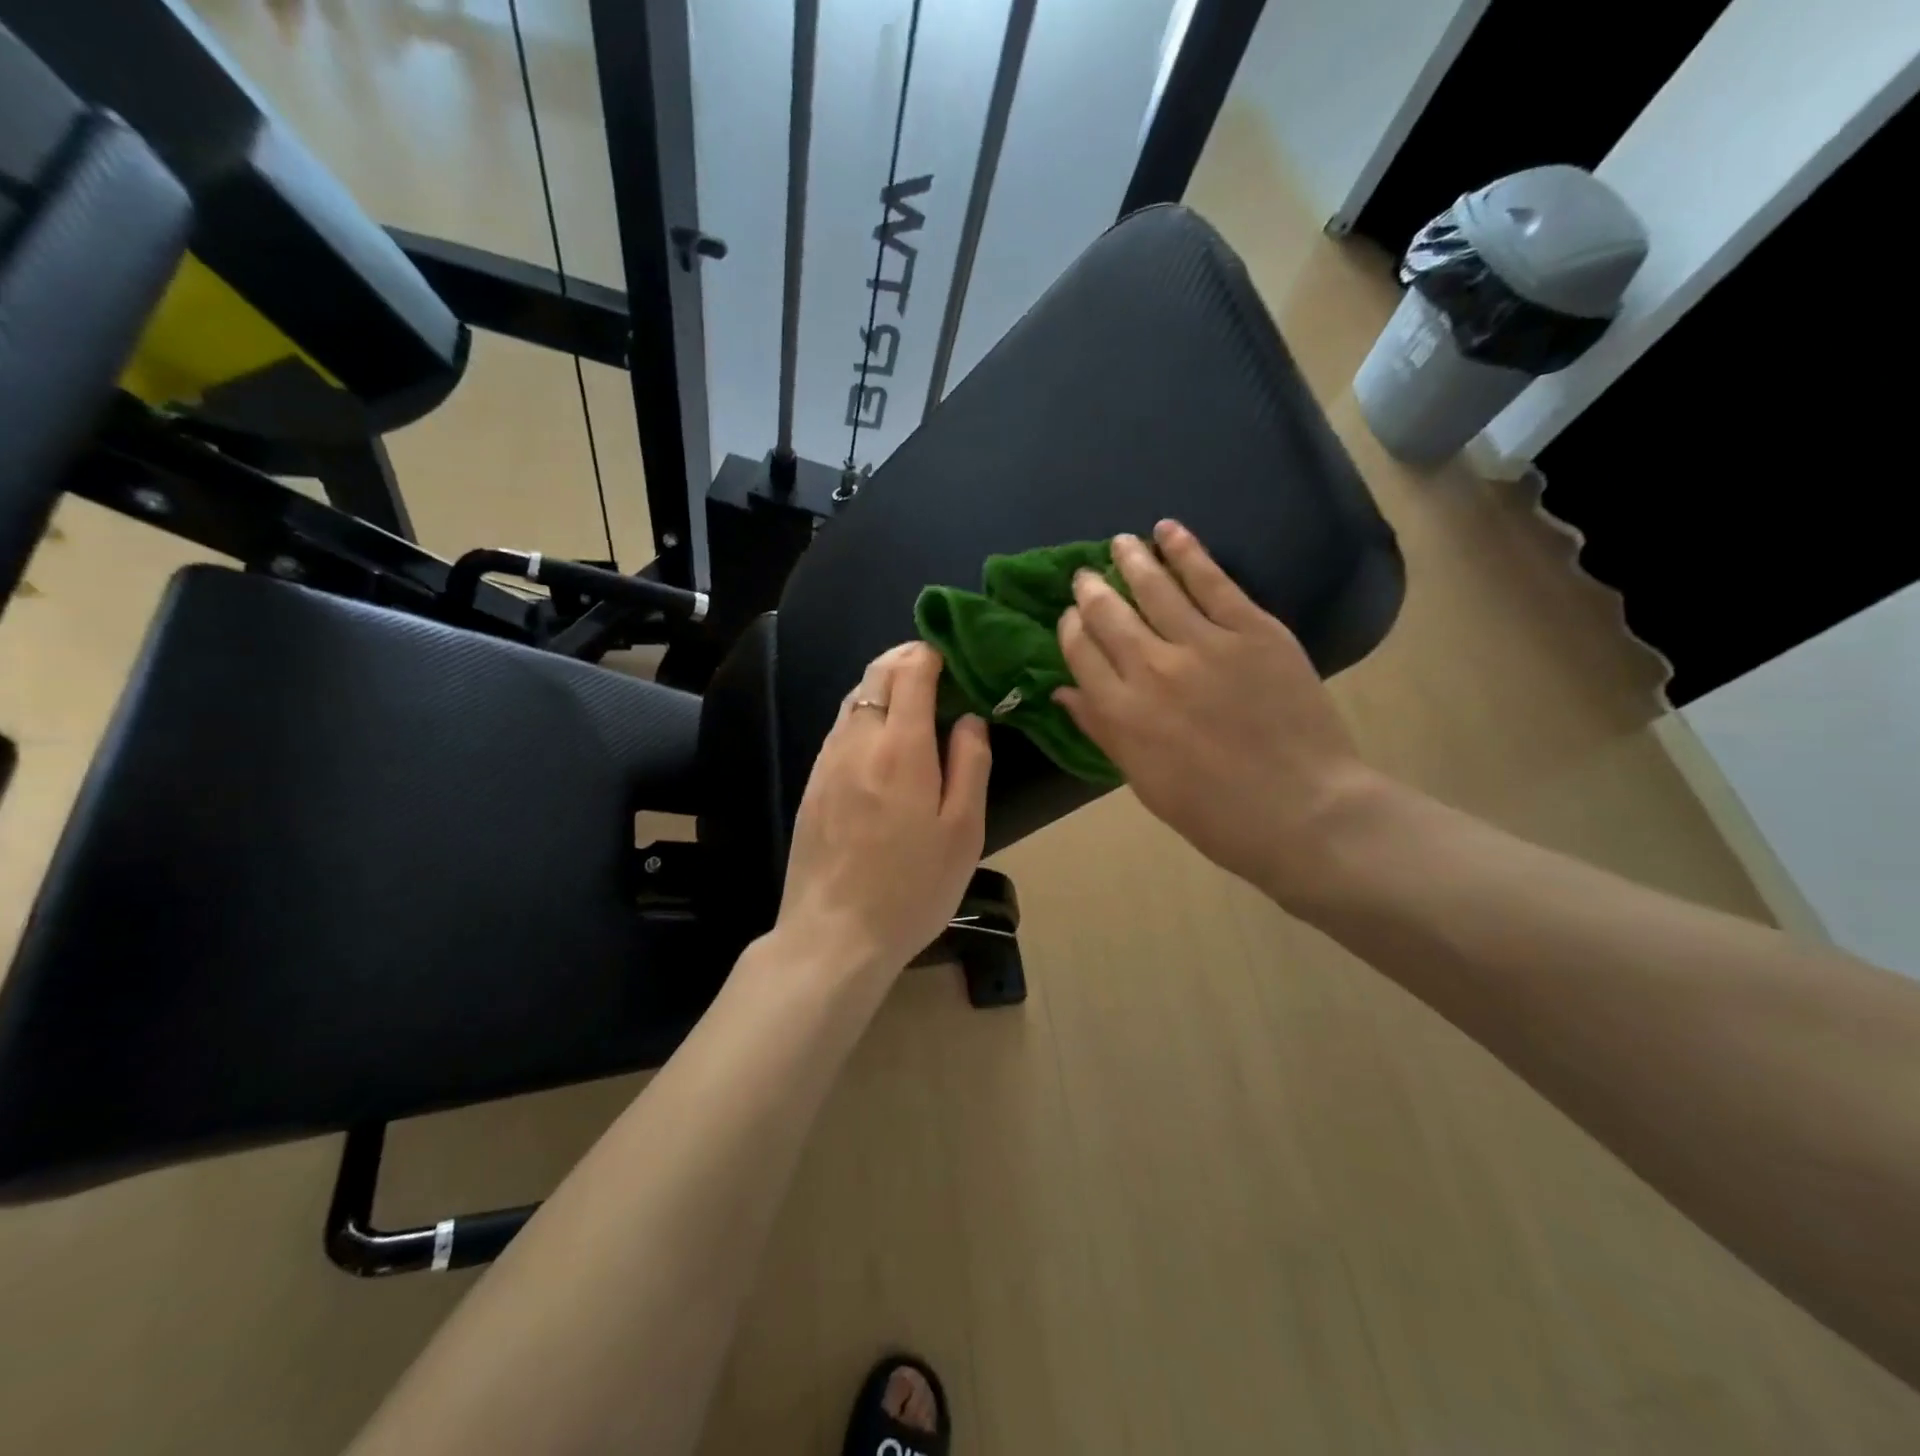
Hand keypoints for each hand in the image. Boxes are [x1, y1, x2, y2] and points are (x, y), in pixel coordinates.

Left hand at [776, 642, 991, 974]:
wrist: (834, 935)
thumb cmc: (912, 888)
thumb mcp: (963, 831)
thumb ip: (971, 764)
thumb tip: (970, 718)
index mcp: (901, 747)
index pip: (911, 671)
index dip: (932, 653)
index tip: (953, 657)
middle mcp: (856, 741)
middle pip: (876, 674)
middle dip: (905, 659)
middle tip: (935, 668)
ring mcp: (826, 762)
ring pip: (852, 698)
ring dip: (882, 685)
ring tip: (911, 699)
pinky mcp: (811, 785)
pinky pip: (839, 730)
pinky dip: (863, 715)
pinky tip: (880, 740)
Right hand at [1053, 520, 1381, 905]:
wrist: (1301, 809)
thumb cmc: (1213, 811)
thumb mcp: (1142, 780)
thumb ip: (1101, 730)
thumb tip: (1063, 692)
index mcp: (1120, 712)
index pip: (1080, 652)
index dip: (1071, 627)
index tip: (1072, 616)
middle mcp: (1150, 669)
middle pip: (1108, 614)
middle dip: (1092, 590)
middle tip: (1087, 575)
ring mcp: (1203, 644)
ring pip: (1154, 588)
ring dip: (1132, 560)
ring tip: (1121, 542)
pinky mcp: (1251, 629)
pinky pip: (1211, 580)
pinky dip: (1186, 551)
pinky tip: (1168, 531)